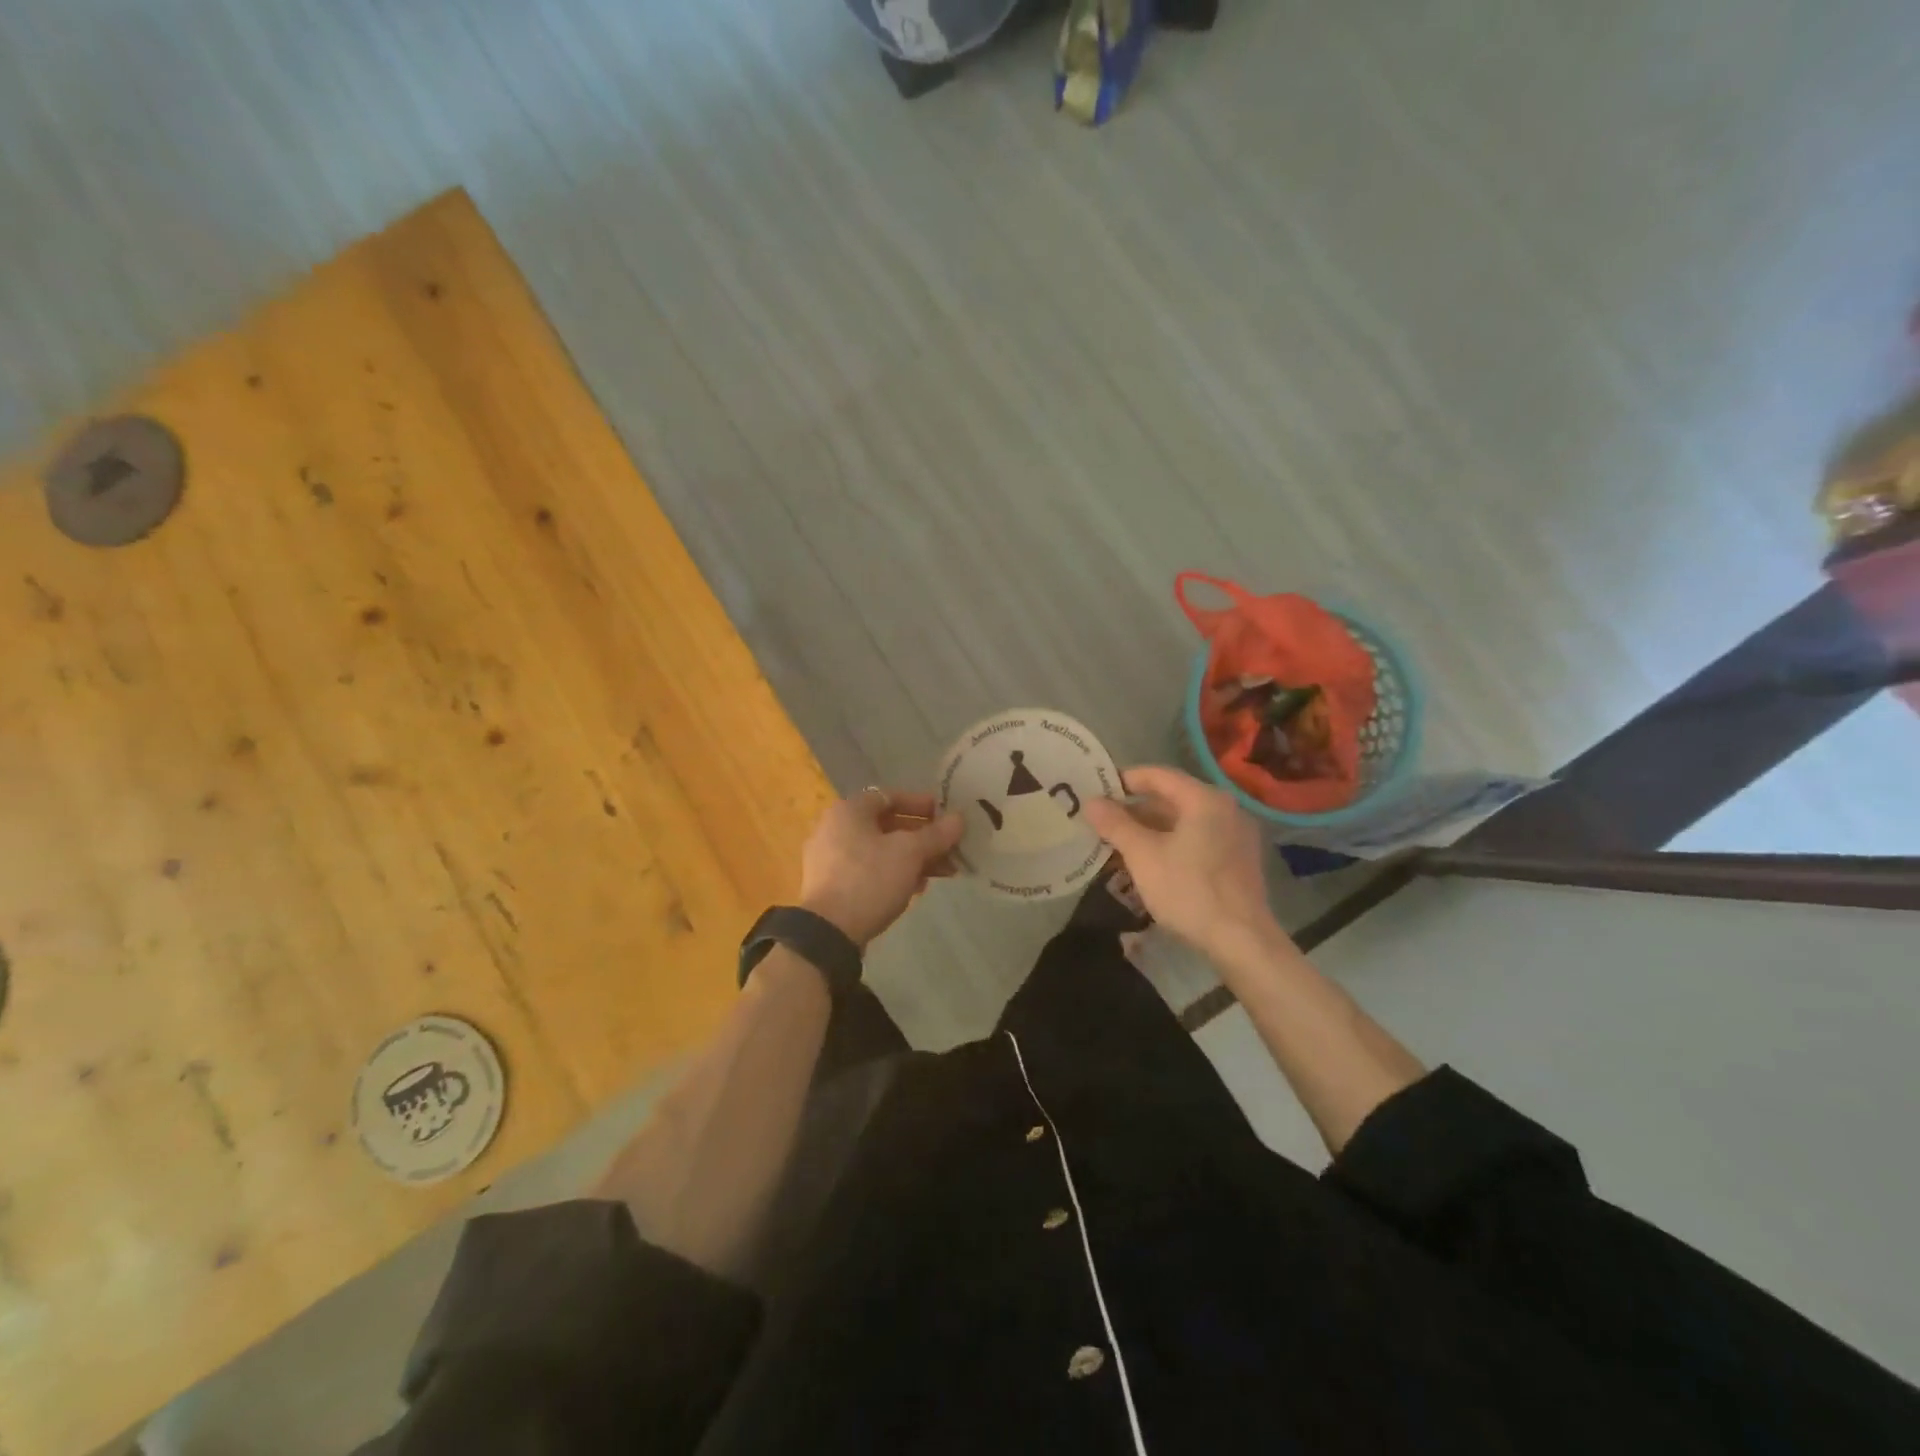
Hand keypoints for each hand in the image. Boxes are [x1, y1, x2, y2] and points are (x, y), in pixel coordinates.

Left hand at [798, 789, 964, 948]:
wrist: (828, 932)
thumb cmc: (870, 879)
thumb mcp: (909, 853)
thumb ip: (936, 834)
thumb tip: (959, 818)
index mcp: (849, 811)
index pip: (890, 797)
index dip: (921, 804)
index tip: (945, 815)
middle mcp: (835, 828)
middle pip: (887, 825)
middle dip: (922, 837)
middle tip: (950, 847)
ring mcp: (830, 859)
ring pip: (880, 850)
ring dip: (913, 858)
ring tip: (943, 871)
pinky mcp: (832, 886)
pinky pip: (869, 870)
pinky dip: (893, 873)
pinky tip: (916, 888)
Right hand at [1084, 765, 1278, 958]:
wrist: (1241, 939)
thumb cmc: (1189, 890)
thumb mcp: (1143, 855)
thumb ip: (1116, 825)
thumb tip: (1091, 802)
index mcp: (1204, 799)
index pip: (1158, 775)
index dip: (1125, 780)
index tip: (1098, 791)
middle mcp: (1225, 808)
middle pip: (1172, 798)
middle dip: (1135, 809)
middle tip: (1104, 821)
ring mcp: (1235, 835)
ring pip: (1184, 821)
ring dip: (1151, 828)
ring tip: (1120, 843)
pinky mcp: (1238, 859)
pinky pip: (1198, 839)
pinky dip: (1171, 843)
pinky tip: (1150, 862)